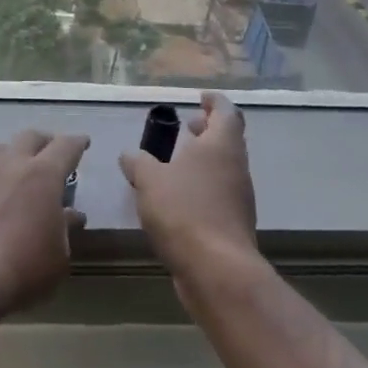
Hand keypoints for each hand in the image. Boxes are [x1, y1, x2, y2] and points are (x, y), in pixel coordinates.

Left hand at [0, 130, 88, 320]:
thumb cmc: (22, 268)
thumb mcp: (57, 257)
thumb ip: (64, 230)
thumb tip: (70, 215)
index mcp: (42, 175)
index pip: (64, 147)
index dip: (76, 143)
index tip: (83, 142)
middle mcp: (10, 166)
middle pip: (29, 138)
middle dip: (45, 142)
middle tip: (53, 154)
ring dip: (13, 154)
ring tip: (19, 170)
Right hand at [119, 92, 256, 281]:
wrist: (216, 270)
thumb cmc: (184, 211)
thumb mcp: (149, 180)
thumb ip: (138, 163)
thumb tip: (129, 155)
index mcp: (221, 146)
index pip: (226, 112)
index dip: (214, 102)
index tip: (200, 97)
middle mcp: (235, 167)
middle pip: (228, 140)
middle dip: (208, 130)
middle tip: (188, 125)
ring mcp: (238, 198)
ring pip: (223, 168)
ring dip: (203, 160)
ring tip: (176, 160)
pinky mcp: (233, 224)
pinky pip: (218, 193)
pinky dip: (201, 185)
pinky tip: (177, 196)